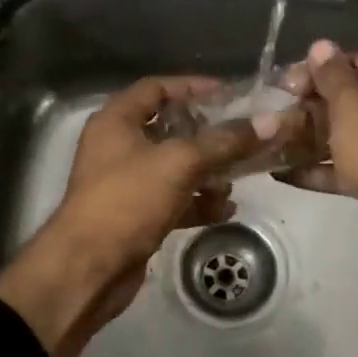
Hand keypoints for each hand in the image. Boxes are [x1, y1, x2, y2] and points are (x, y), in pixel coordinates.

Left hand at [0, 76, 269, 356]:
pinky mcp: (135, 217)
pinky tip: (226, 210)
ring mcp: (125, 184)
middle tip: (243, 137)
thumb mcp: (179, 163)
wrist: (88, 269)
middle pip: (169, 129)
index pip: (156, 88)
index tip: (230, 94)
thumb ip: (224, 141)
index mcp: (116, 121)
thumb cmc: (127, 200)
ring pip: (174, 168)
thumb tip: (269, 121)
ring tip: (237, 179)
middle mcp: (118, 147)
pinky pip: (173, 200)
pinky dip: (197, 202)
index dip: (192, 87)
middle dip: (207, 135)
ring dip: (207, 172)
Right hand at [277, 40, 357, 262]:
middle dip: (306, 106)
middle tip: (271, 115)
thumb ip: (331, 74)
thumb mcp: (350, 102)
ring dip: (306, 139)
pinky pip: (342, 167)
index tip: (283, 85)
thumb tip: (321, 45)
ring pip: (340, 135)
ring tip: (269, 143)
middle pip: (343, 99)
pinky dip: (316, 169)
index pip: (349, 62)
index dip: (315, 70)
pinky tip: (281, 173)